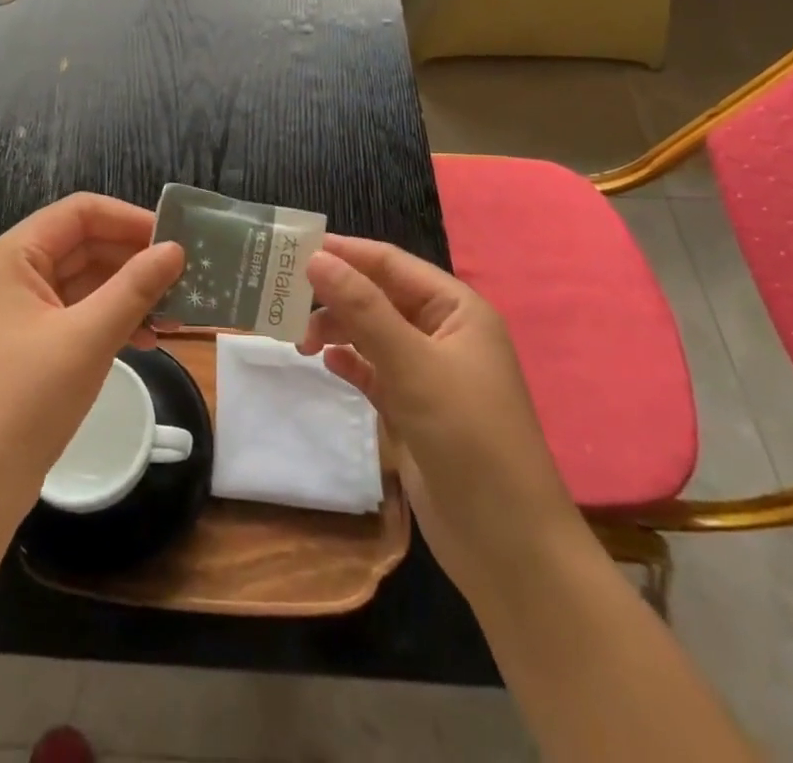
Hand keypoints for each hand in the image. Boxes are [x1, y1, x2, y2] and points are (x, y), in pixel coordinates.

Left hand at [0, 194, 184, 526]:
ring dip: (127, 293)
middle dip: (133, 259)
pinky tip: (146, 339)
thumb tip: (175, 250)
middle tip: (184, 278)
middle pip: (83, 244)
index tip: (175, 240)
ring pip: (84, 280)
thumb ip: (135, 288)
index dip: (129, 219)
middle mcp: (12, 273)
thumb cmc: (25, 403)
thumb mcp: (87, 339)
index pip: (79, 212)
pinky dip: (111, 319)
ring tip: (174, 313)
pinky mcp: (29, 343)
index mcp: (13, 257)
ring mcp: (19, 310)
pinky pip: (77, 312)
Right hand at [297, 237, 582, 582]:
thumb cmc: (467, 437)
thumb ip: (362, 309)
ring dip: (337, 330)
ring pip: (372, 333)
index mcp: (456, 310)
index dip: (344, 252)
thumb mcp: (412, 364)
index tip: (292, 247)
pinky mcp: (414, 409)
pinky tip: (326, 363)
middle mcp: (443, 333)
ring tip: (299, 342)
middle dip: (335, 295)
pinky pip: (374, 370)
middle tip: (284, 299)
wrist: (507, 546)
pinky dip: (350, 362)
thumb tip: (316, 258)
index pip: (390, 264)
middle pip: (378, 296)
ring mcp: (429, 373)